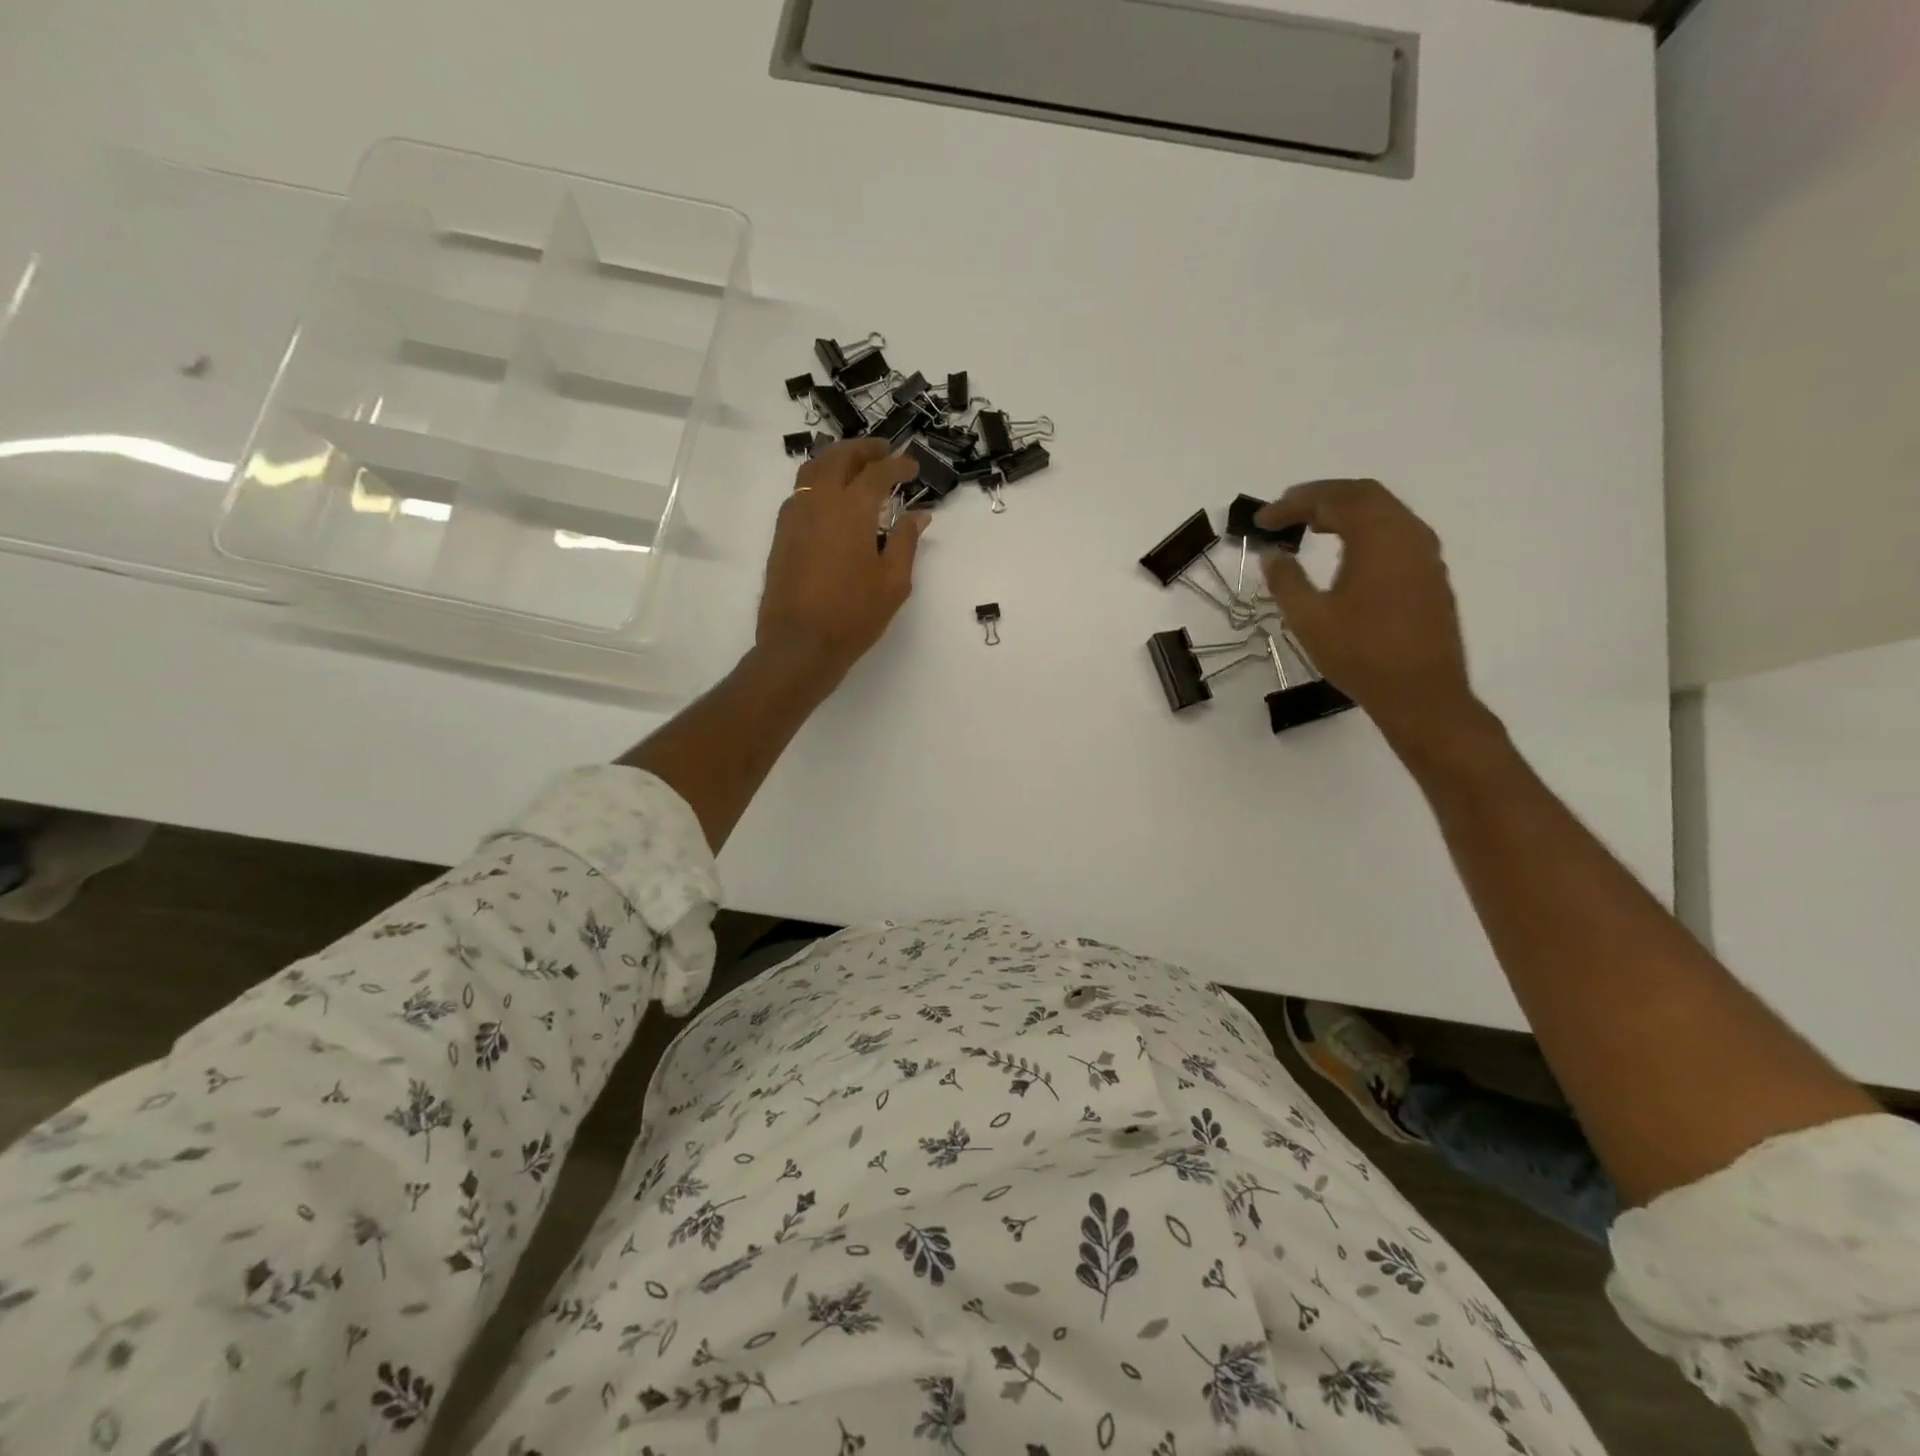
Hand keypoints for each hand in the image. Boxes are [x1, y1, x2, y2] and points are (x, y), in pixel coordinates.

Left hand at [756, 439, 929, 686]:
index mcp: (851, 509)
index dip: (898, 465)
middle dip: (865, 450)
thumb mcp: (893, 582)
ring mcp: (795, 515)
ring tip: (855, 466)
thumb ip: (905, 542)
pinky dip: (818, 481)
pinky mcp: (781, 533)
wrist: (800, 643)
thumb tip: (918, 515)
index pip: (877, 472)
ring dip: (837, 459)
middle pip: (840, 457)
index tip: (913, 468)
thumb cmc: (853, 615)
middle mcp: (819, 501)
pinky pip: (800, 491)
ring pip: (813, 468)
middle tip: (884, 453)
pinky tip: (830, 499)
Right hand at [1257, 479, 1482, 749]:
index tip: (1263, 520)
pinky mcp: (1430, 573)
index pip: (1333, 499)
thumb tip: (1272, 555)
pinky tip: (1345, 552)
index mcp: (1378, 537)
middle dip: (1320, 497)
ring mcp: (1425, 553)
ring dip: (1344, 511)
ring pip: (1383, 512)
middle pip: (1363, 495)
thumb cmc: (1360, 654)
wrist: (1421, 693)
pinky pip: (1395, 532)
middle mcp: (1408, 533)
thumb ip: (1286, 580)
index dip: (1293, 503)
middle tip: (1285, 513)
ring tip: (1310, 527)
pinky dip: (1364, 529)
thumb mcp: (1309, 619)